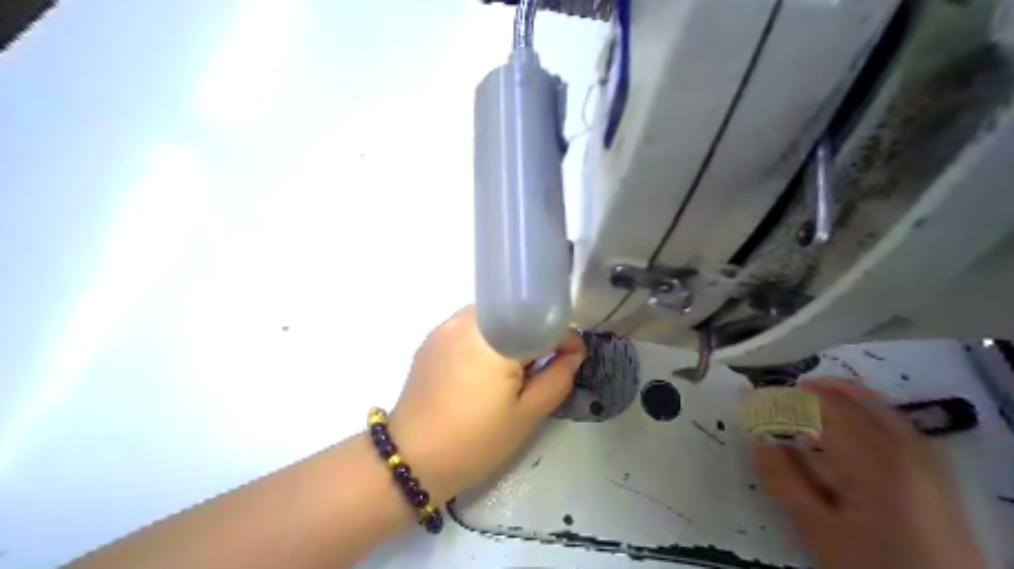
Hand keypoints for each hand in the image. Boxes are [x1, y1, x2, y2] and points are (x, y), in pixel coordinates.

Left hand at [390, 309, 581, 503]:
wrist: (411, 459)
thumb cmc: (475, 441)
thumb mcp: (527, 416)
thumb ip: (558, 378)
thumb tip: (572, 354)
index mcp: (494, 339)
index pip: (541, 322)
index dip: (565, 338)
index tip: (572, 358)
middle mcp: (468, 320)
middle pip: (516, 314)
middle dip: (536, 336)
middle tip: (542, 368)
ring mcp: (446, 326)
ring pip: (494, 319)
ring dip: (511, 336)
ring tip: (513, 371)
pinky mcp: (432, 338)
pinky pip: (471, 327)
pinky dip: (488, 340)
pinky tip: (485, 370)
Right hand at [757, 378, 986, 568]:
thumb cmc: (872, 566)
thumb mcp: (818, 530)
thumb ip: (784, 480)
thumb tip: (756, 437)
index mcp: (873, 461)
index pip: (822, 408)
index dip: (786, 398)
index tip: (754, 398)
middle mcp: (903, 449)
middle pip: (852, 399)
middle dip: (811, 391)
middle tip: (778, 395)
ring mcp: (925, 458)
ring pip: (877, 405)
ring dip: (840, 393)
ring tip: (808, 393)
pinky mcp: (935, 471)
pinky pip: (896, 421)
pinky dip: (867, 407)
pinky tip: (853, 415)